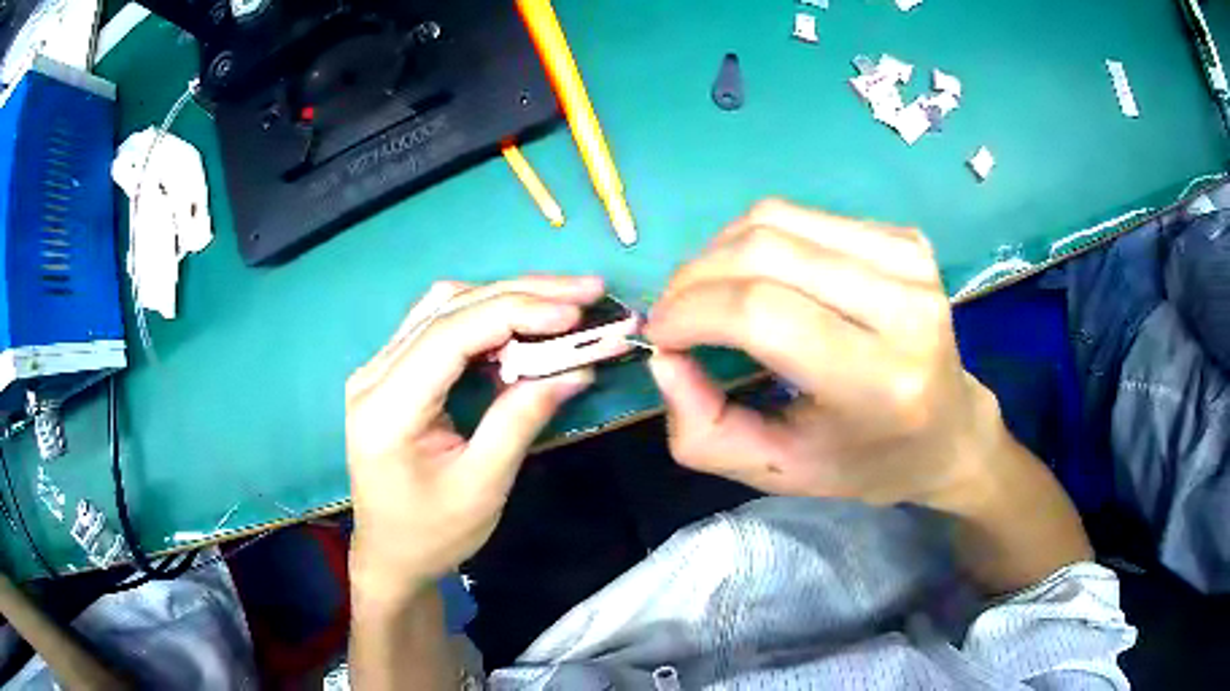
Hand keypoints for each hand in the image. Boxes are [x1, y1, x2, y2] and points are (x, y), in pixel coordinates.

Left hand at [345, 276, 604, 602]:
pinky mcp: (391, 372)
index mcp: (387, 407)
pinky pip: (440, 325)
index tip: (575, 311)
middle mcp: (374, 374)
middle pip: (449, 308)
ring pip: (444, 307)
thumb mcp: (483, 485)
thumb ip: (522, 419)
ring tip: (563, 302)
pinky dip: (487, 318)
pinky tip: (523, 324)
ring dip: (506, 298)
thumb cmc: (433, 533)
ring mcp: (378, 368)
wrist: (391, 555)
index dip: (516, 312)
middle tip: (586, 290)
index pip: (450, 334)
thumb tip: (577, 368)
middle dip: (522, 294)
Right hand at [644, 200, 1005, 505]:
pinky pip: (804, 216)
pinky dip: (761, 240)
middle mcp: (904, 307)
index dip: (691, 312)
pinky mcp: (906, 238)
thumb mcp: (779, 471)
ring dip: (721, 251)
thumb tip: (663, 354)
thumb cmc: (866, 462)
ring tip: (710, 293)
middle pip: (765, 251)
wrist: (950, 430)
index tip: (661, 335)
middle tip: (674, 313)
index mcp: (881, 383)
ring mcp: (910, 262)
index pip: (763, 314)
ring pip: (777, 218)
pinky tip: (763, 277)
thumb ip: (704, 430)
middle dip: (695, 277)